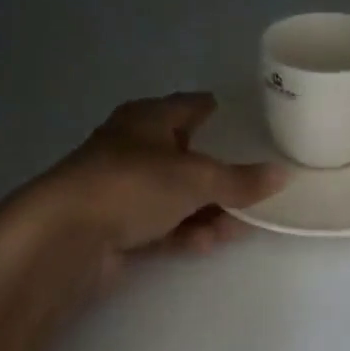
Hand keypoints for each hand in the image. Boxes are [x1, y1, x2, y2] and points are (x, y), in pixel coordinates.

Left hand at [24, 93, 285, 277]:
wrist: (66, 235)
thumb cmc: (133, 184)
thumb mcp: (196, 178)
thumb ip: (240, 180)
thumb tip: (283, 175)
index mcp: (147, 119)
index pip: (188, 106)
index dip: (212, 109)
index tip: (237, 116)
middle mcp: (133, 148)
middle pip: (184, 156)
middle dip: (217, 174)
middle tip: (252, 187)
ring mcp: (122, 188)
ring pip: (174, 195)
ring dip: (205, 210)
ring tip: (237, 226)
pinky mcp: (115, 225)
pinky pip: (160, 225)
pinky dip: (183, 232)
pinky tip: (206, 243)